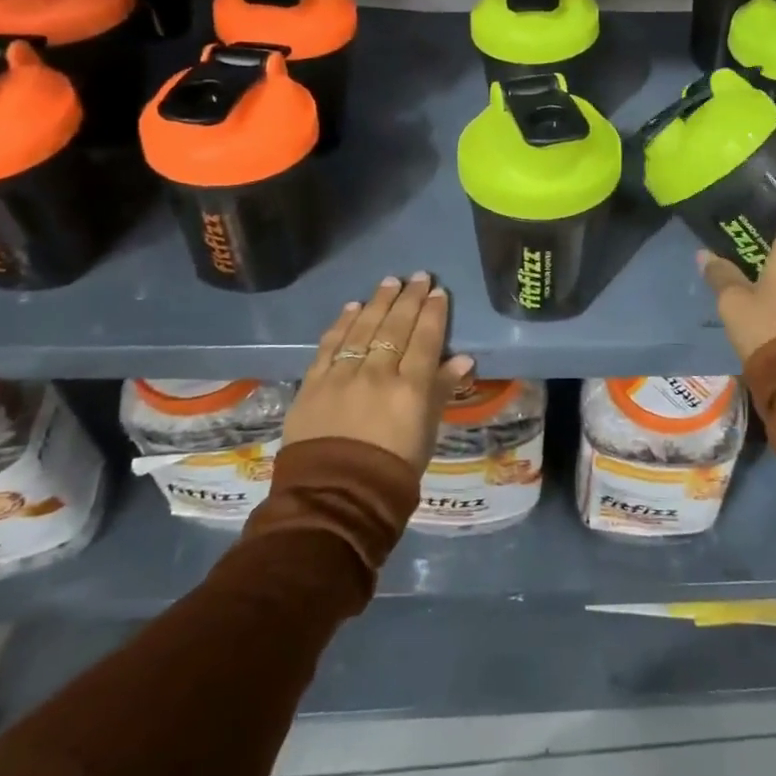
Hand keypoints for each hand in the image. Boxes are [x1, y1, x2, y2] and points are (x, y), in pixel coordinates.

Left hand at [280, 273, 474, 471]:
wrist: (333, 499)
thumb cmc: (391, 472)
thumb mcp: (426, 433)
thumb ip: (441, 392)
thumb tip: (462, 360)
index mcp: (410, 388)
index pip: (425, 339)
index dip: (433, 313)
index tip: (438, 292)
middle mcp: (377, 374)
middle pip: (395, 327)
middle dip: (409, 299)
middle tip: (418, 276)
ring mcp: (342, 376)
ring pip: (363, 328)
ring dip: (378, 302)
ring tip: (389, 282)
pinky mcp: (313, 384)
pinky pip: (330, 345)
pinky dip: (342, 323)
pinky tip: (352, 307)